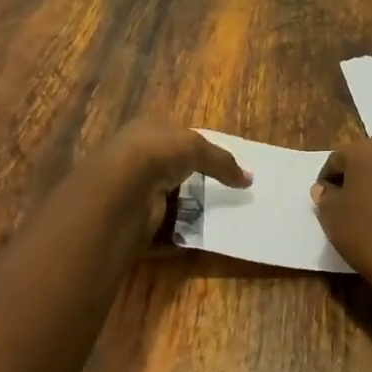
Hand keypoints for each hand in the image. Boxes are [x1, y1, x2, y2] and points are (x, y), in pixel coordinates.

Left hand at [89, 120, 251, 238]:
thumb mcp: (195, 147)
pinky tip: (198, 239)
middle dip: (194, 184)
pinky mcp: (132, 222)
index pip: (175, 140)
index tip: (222, 169)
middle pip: (172, 172)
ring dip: (187, 211)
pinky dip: (178, 235)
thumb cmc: (157, 154)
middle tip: (224, 197)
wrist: (121, 187)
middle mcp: (136, 160)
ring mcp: (132, 192)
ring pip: (167, 202)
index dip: (198, 152)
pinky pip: (161, 231)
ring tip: (217, 219)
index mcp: (146, 133)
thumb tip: (249, 179)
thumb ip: (222, 162)